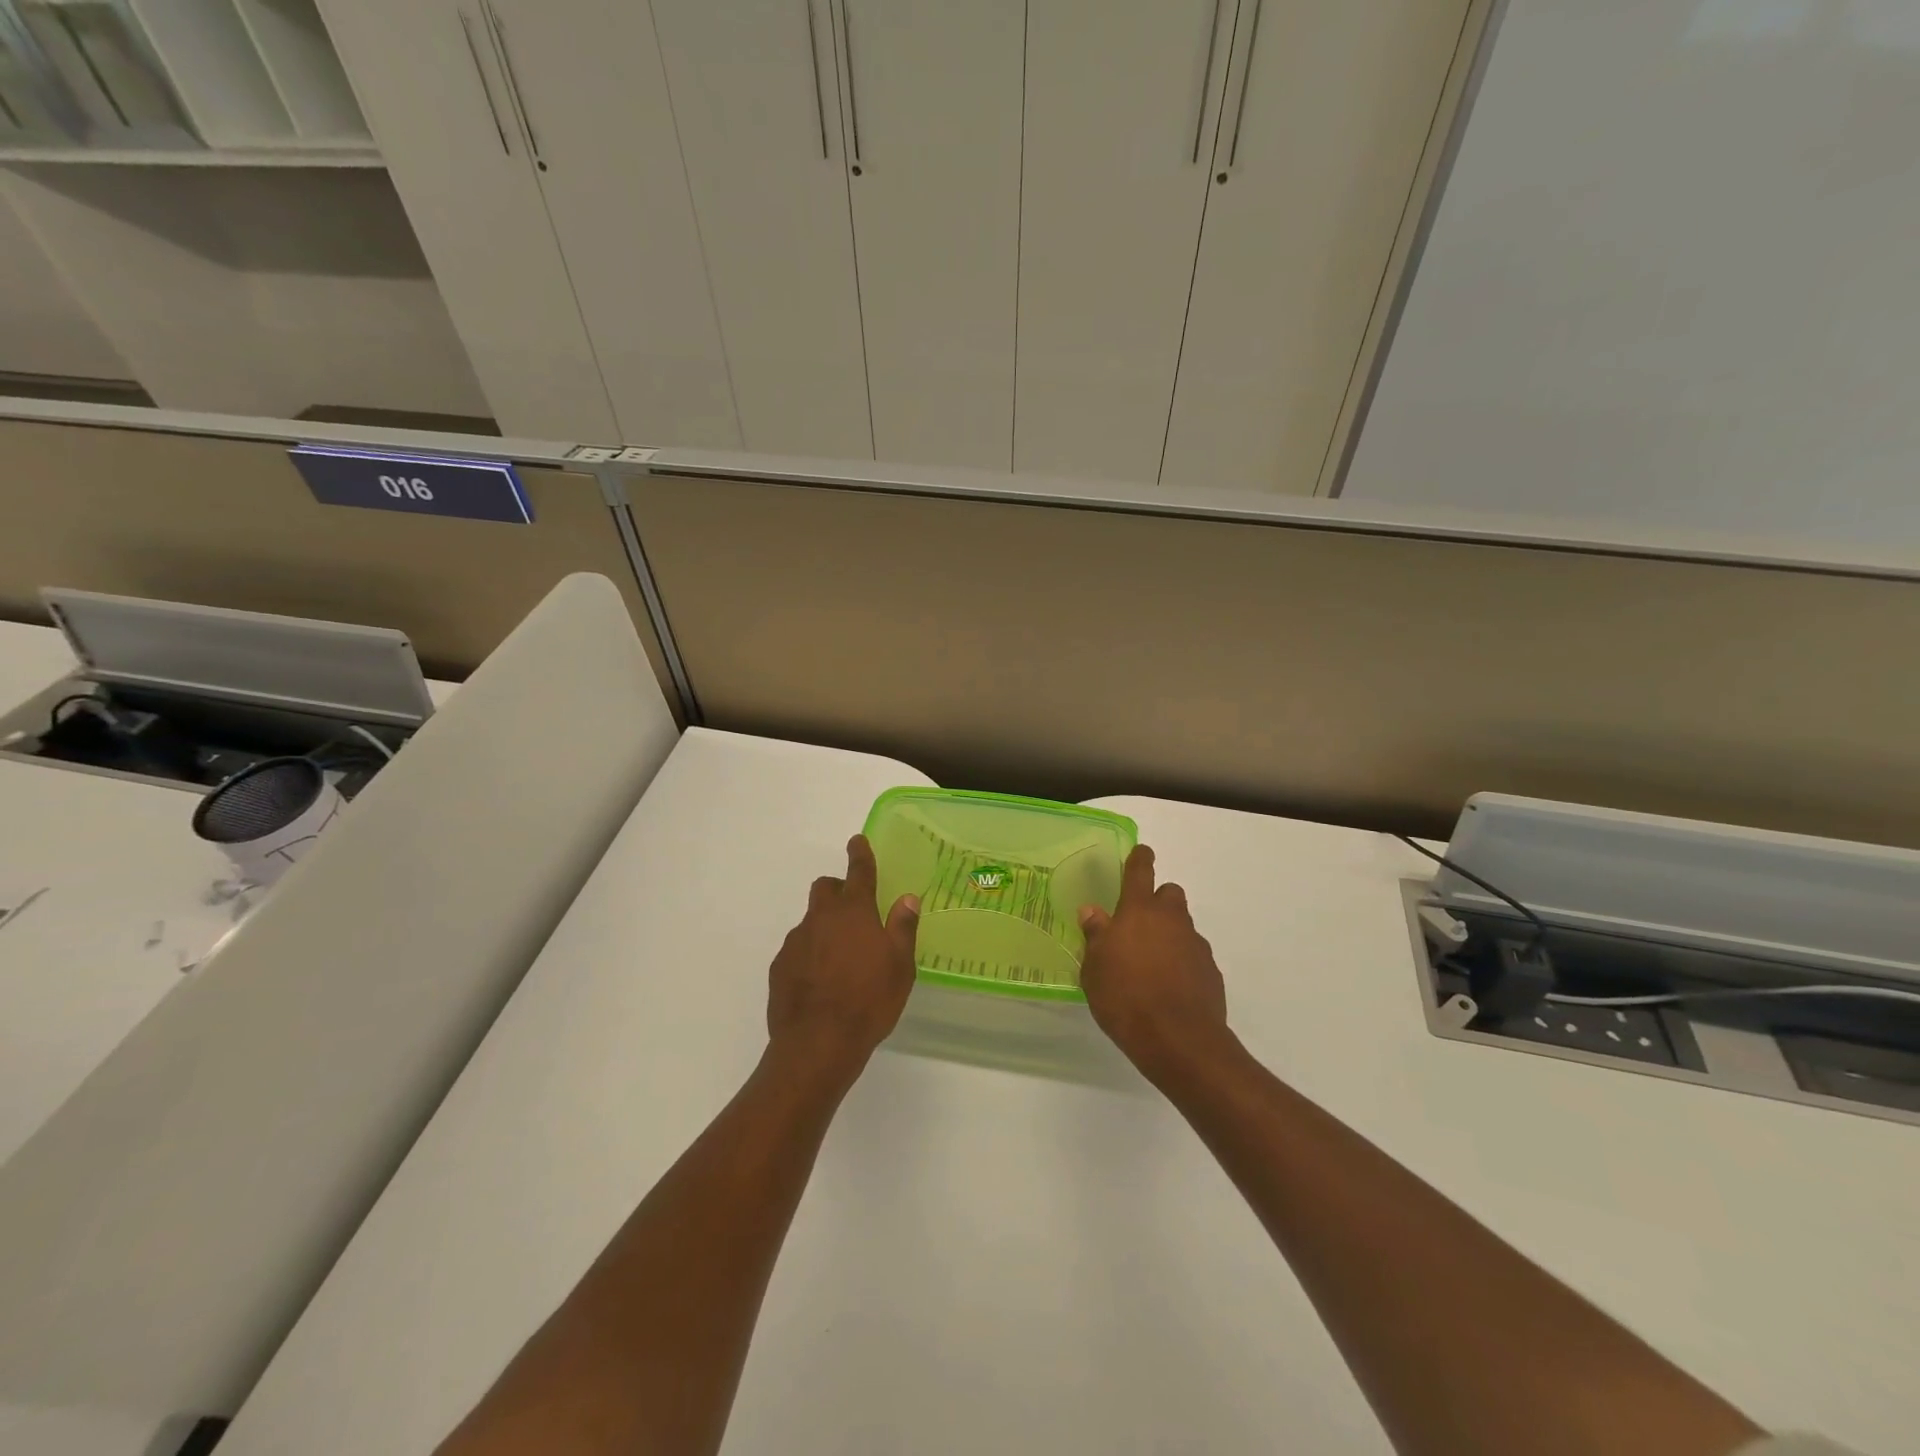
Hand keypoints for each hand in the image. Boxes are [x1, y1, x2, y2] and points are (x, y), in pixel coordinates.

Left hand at [767, 836, 919, 1078]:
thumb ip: (902, 928)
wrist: (817, 1043)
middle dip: (838, 890)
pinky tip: (821, 981)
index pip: (858, 871)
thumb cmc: (869, 1001)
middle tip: (854, 912)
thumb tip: (907, 898)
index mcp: (854, 912)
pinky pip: (797, 949)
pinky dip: (810, 954)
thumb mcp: (900, 966)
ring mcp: (796, 941)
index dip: (860, 853)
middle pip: (825, 888)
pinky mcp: (779, 966)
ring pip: (811, 920)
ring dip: (825, 927)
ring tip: (841, 959)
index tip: (857, 841)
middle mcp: (821, 918)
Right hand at [1079, 844, 1233, 1086]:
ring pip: (1183, 926)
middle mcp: (1171, 919)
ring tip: (1150, 964)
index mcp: (1138, 911)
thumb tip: (1092, 912)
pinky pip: (1193, 955)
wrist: (1179, 1040)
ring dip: (1169, 934)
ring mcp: (1195, 944)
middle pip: (1170, 893)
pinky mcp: (1211, 971)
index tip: (1140, 853)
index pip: (1141, 870)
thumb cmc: (1125, 998)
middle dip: (1157, 901)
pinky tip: (1169, 987)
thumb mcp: (1094, 969)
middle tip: (1139, 925)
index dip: (1139, 858)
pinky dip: (1182, 962)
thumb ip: (1096, 936)